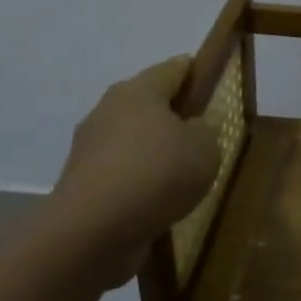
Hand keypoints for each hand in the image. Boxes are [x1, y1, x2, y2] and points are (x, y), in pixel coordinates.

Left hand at [48, 57, 221, 268]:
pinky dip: (140, 180)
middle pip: (150, 103)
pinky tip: (160, 198)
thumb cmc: (157, 174)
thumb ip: (206, 130)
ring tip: (184, 174)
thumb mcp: (205, 146)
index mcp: (139, 91)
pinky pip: (122, 171)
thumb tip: (192, 129)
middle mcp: (109, 110)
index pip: (175, 68)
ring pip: (134, 139)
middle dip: (175, 115)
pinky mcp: (83, 182)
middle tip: (205, 135)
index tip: (216, 86)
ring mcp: (91, 147)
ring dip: (155, 151)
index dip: (198, 72)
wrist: (92, 232)